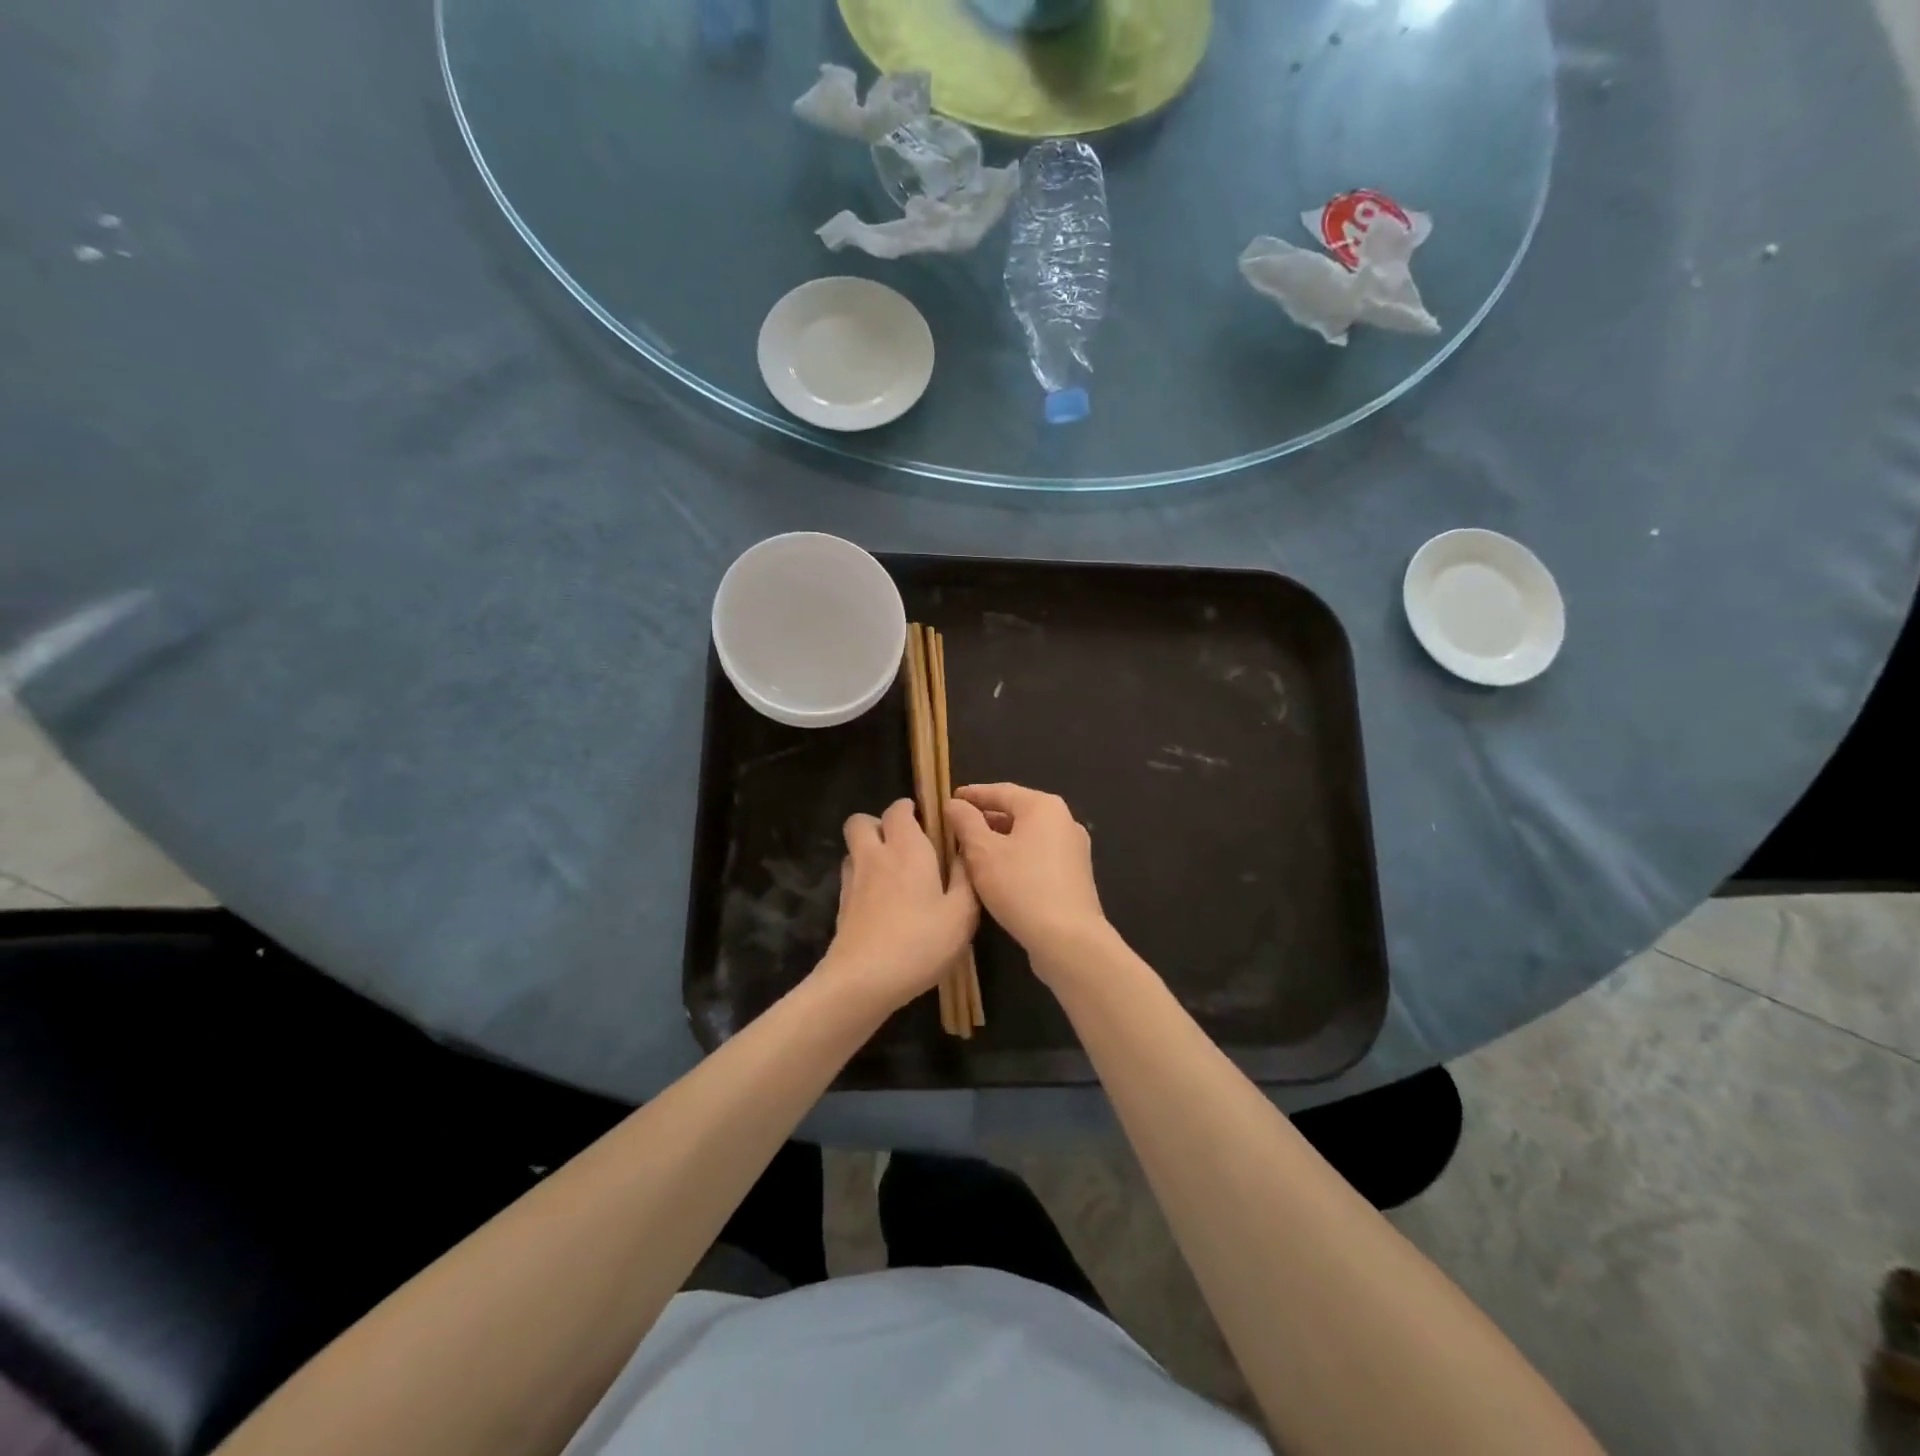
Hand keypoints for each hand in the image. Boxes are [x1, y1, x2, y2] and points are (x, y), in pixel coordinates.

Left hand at [818, 799, 976, 1013]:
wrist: (863, 980)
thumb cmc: (920, 942)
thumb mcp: (962, 914)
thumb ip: (967, 878)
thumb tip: (966, 852)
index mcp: (907, 848)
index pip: (898, 809)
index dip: (909, 809)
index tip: (927, 821)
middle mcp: (875, 855)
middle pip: (862, 821)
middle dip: (880, 824)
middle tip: (905, 844)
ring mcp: (852, 880)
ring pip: (853, 849)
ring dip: (868, 850)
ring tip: (892, 872)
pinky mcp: (841, 906)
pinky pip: (849, 877)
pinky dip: (862, 879)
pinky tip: (881, 902)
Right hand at [945, 783, 1109, 980]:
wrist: (1068, 939)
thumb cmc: (1021, 886)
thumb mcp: (982, 852)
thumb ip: (966, 823)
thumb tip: (955, 804)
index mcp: (1043, 807)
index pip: (1001, 791)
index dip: (973, 795)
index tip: (950, 799)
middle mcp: (1064, 821)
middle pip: (1017, 812)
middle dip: (985, 819)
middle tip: (957, 827)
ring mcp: (1073, 849)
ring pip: (1027, 836)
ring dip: (999, 840)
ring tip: (970, 851)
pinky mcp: (1074, 876)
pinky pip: (1038, 856)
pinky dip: (1016, 857)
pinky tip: (997, 874)